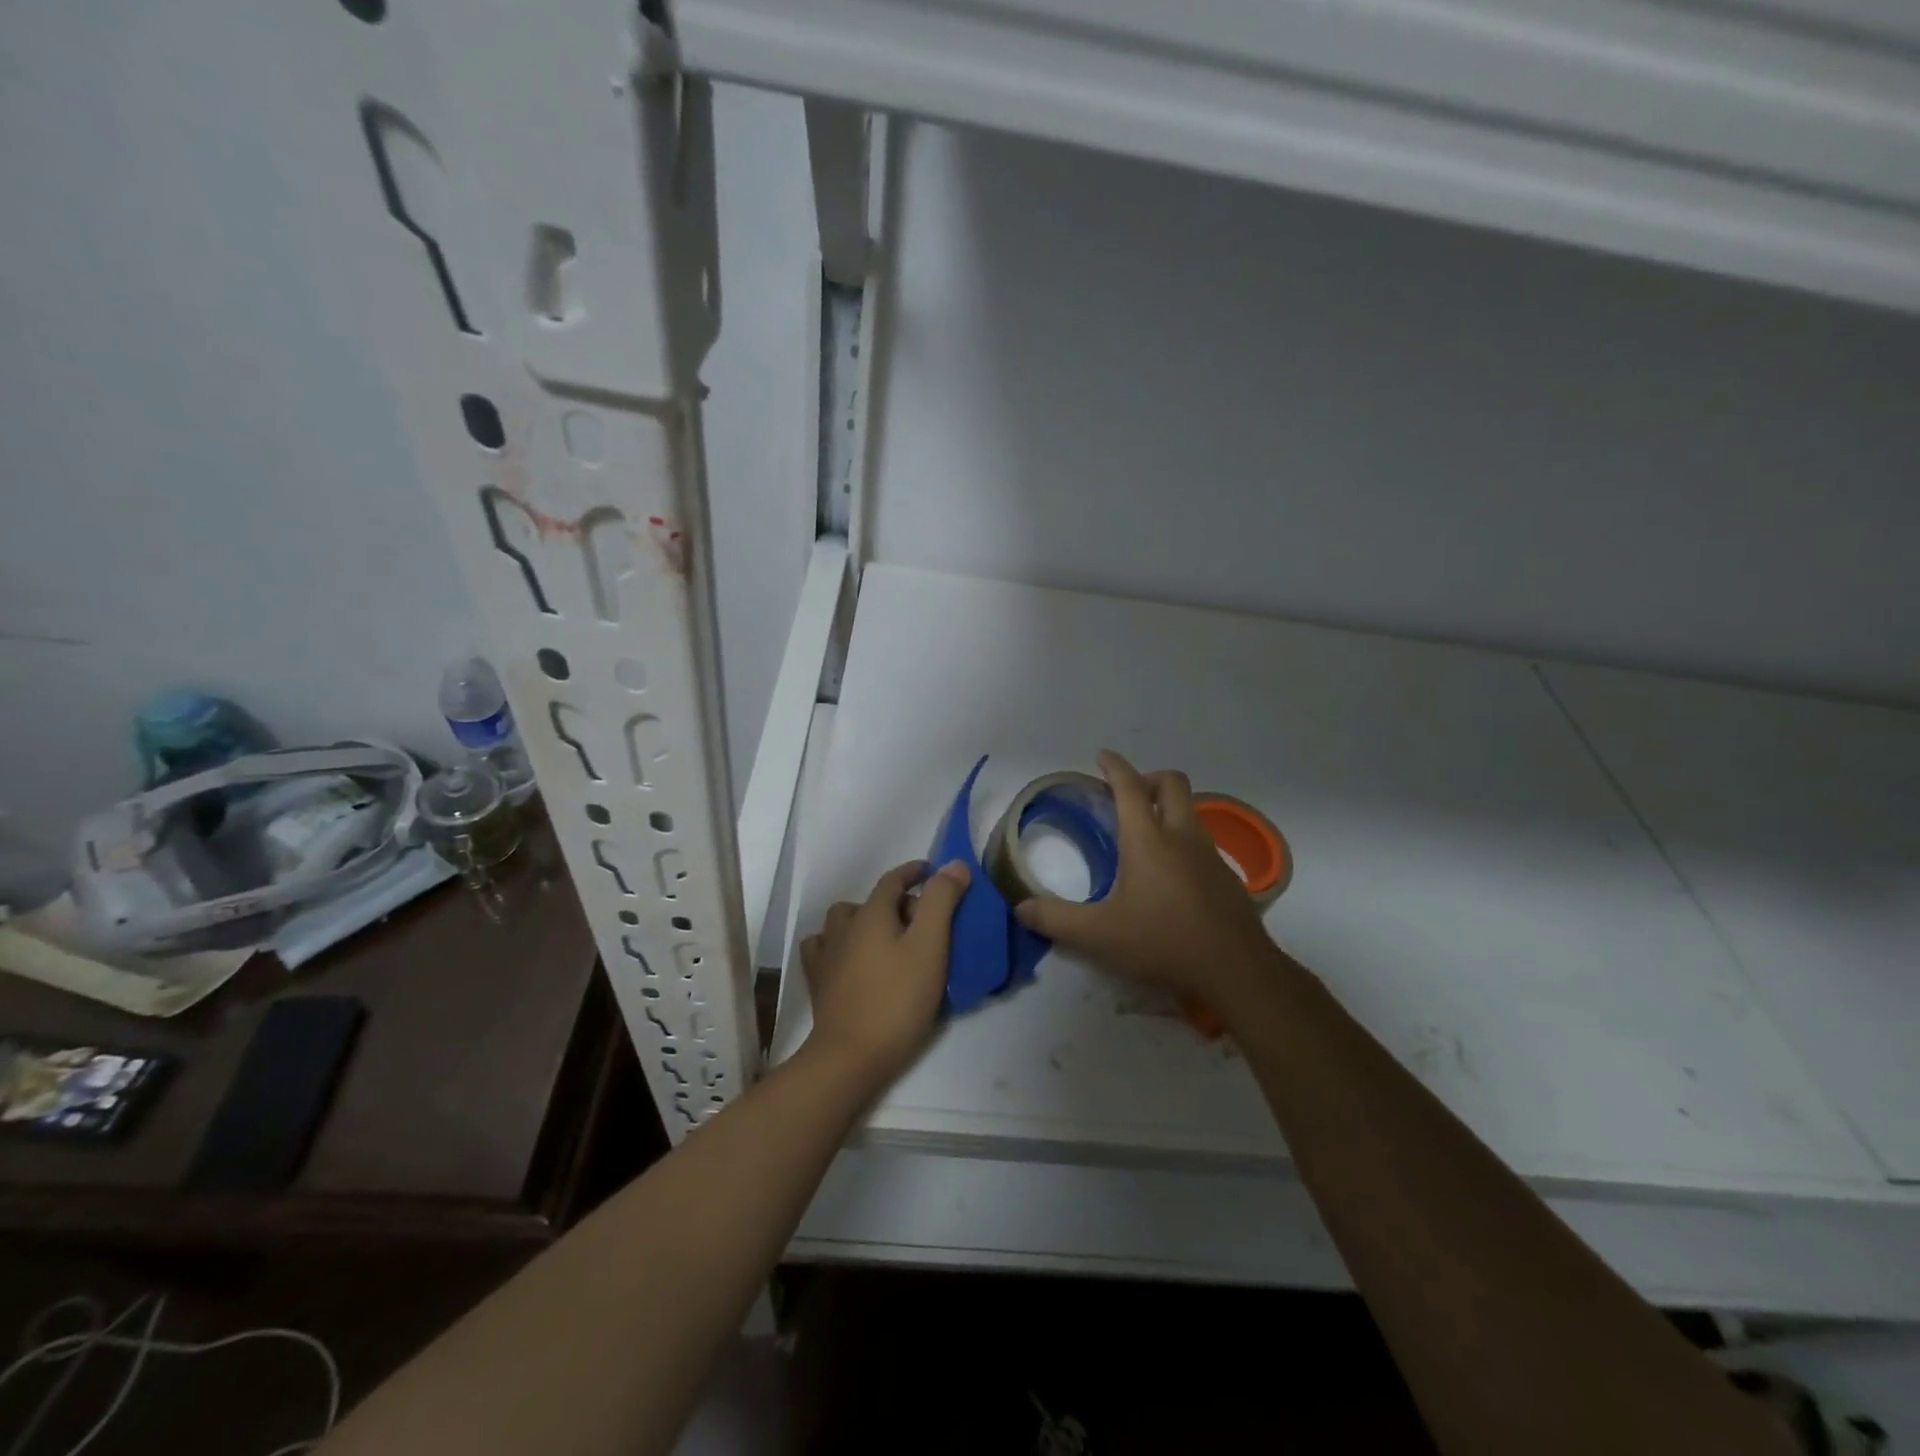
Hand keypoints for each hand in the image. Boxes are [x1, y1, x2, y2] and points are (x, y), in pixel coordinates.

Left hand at [800, 859, 970, 1088]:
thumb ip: (942, 901)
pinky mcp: (818, 982)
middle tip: (923, 923)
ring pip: (844, 922)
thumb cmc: (897, 999)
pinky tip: (851, 960)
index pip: (893, 880)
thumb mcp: (930, 946)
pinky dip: (840, 946)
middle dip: (897, 903)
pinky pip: (825, 949)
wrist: (851, 1056)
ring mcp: (826, 954)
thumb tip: (953, 865)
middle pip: (871, 901)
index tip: (933, 872)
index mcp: (871, 913)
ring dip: (865, 922)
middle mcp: (844, 926)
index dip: (915, 872)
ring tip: (887, 941)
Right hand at [1014, 751, 1275, 1004]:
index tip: (1102, 756)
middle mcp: (1182, 836)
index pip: (1129, 787)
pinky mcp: (1227, 878)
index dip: (1114, 766)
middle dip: (1148, 778)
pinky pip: (1202, 842)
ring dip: (1167, 809)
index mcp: (1148, 839)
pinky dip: (1182, 841)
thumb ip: (1056, 920)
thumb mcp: (1099, 935)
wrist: (1237, 971)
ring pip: (1190, 811)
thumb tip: (1021, 908)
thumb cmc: (1163, 943)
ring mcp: (1210, 855)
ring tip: (1144, 837)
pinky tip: (1170, 877)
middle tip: (1126, 796)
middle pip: (1172, 783)